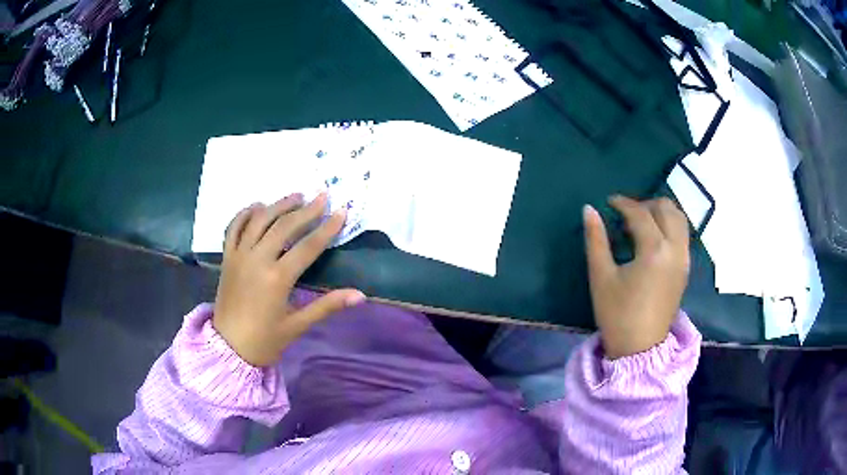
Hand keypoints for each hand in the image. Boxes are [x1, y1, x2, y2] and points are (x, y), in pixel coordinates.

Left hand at [213, 193, 365, 366]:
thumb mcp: (298, 325)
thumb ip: (327, 306)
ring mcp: (239, 256)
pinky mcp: (227, 257)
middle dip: (306, 209)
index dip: (327, 228)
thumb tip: (361, 296)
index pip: (308, 246)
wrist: (228, 347)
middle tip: (322, 196)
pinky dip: (245, 213)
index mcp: (277, 278)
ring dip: (279, 205)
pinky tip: (258, 206)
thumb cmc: (265, 340)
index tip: (341, 212)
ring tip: (296, 196)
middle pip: (284, 226)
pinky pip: (233, 227)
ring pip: (259, 220)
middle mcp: (257, 260)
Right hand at [583, 196, 689, 358]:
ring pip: (680, 219)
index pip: (640, 214)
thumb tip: (588, 209)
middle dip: (646, 204)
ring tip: (642, 222)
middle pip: (667, 209)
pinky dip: (670, 226)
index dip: (623, 203)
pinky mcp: (685, 269)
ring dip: (661, 213)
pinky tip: (654, 238)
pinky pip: (683, 235)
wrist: (639, 349)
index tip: (609, 202)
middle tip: (627, 213)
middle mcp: (675, 249)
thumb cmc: (617, 314)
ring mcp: (684, 259)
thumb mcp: (601, 277)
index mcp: (654, 250)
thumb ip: (595, 239)